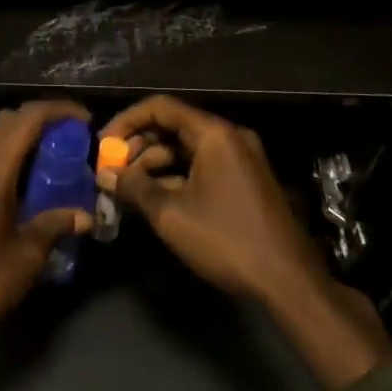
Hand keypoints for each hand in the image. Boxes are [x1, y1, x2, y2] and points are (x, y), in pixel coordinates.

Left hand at [0, 100, 93, 390]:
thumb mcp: (27, 257)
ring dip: (20, 136)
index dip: (57, 111)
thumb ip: (55, 225)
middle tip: (71, 139)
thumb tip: (84, 216)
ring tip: (51, 157)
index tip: (85, 121)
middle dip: (40, 120)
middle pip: (6, 121)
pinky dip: (4, 154)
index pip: (25, 119)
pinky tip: (23, 180)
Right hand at [96, 94, 325, 303]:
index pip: (160, 108)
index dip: (126, 122)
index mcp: (214, 134)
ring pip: (185, 149)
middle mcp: (229, 137)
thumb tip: (103, 174)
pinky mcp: (243, 181)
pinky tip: (153, 199)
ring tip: (127, 189)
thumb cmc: (226, 239)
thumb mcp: (170, 214)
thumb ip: (133, 187)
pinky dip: (175, 177)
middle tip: (112, 171)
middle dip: (138, 146)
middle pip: (173, 127)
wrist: (289, 282)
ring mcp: (239, 159)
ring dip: (153, 165)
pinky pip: (201, 166)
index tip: (103, 145)